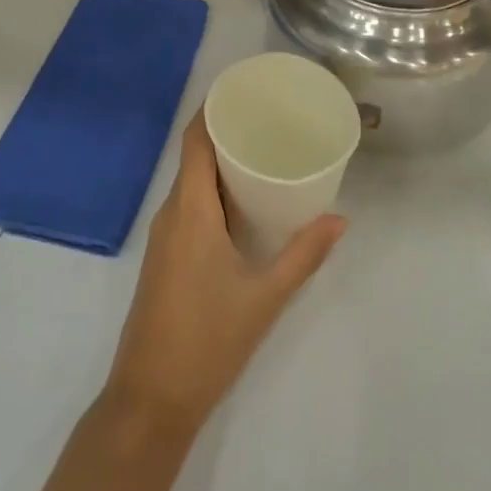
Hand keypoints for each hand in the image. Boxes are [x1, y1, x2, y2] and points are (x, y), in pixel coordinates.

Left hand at [104, 115, 344, 437]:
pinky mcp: (165, 257)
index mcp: (189, 210)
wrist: (150, 400)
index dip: (213, 108)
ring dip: (222, 165)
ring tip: (264, 154)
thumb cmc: (207, 340)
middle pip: (195, 157)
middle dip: (227, 133)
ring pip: (192, 183)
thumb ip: (304, 255)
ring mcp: (164, 236)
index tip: (245, 90)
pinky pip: (189, 207)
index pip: (195, 140)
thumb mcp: (264, 296)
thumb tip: (340, 218)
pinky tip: (244, 205)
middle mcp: (171, 213)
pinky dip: (214, 193)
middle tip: (270, 121)